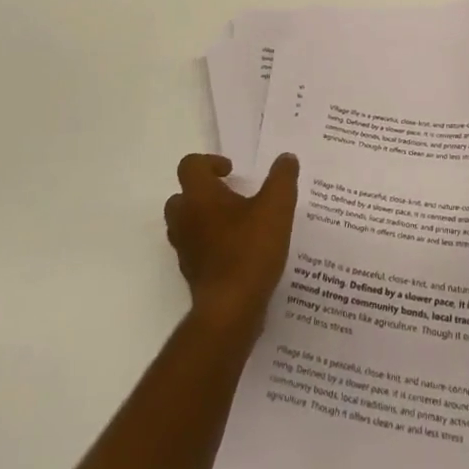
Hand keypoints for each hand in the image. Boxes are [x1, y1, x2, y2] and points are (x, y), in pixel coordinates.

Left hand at [165, 152, 298, 336]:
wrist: (230, 310)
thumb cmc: (250, 250)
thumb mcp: (277, 206)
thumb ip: (282, 178)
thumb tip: (286, 158)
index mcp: (199, 196)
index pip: (190, 166)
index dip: (210, 162)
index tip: (232, 172)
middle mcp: (184, 219)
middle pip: (182, 195)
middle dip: (204, 192)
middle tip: (231, 196)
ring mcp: (184, 249)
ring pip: (186, 224)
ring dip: (205, 219)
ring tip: (236, 224)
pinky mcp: (191, 274)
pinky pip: (195, 249)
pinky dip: (210, 245)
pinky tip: (238, 252)